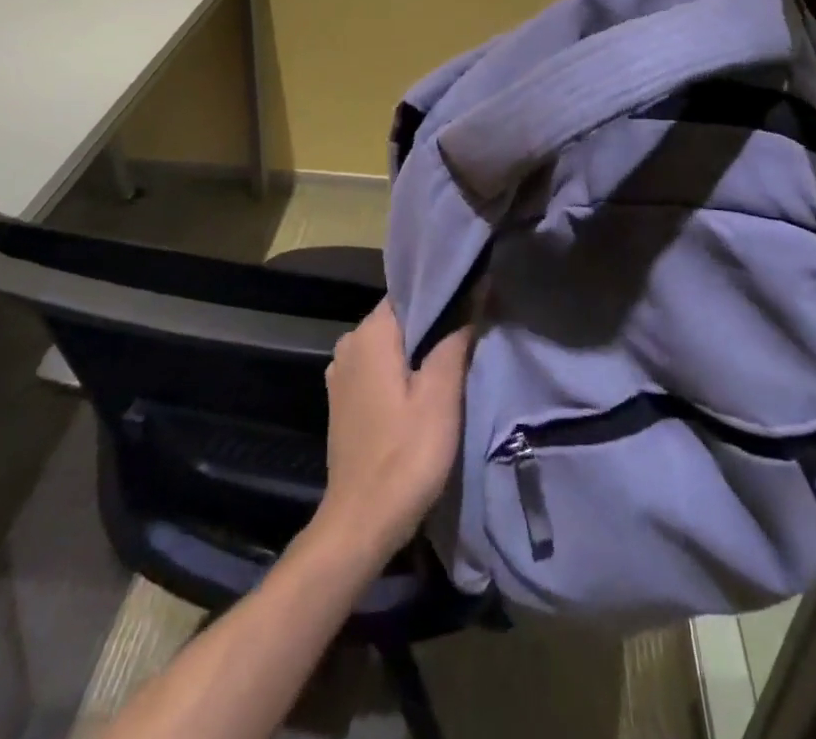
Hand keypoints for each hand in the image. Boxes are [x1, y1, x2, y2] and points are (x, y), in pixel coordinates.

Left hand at [315, 301, 471, 562]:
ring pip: (390, 344)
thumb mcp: (441, 395)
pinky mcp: (343, 400)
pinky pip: (379, 367)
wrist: (361, 524)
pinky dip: (402, 368)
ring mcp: (342, 374)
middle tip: (473, 327)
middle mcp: (349, 344)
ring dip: (419, 347)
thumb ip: (455, 340)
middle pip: (400, 317)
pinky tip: (427, 383)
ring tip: (457, 353)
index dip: (442, 293)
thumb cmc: (406, 454)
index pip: (409, 291)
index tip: (473, 296)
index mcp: (369, 334)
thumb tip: (474, 295)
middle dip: (434, 321)